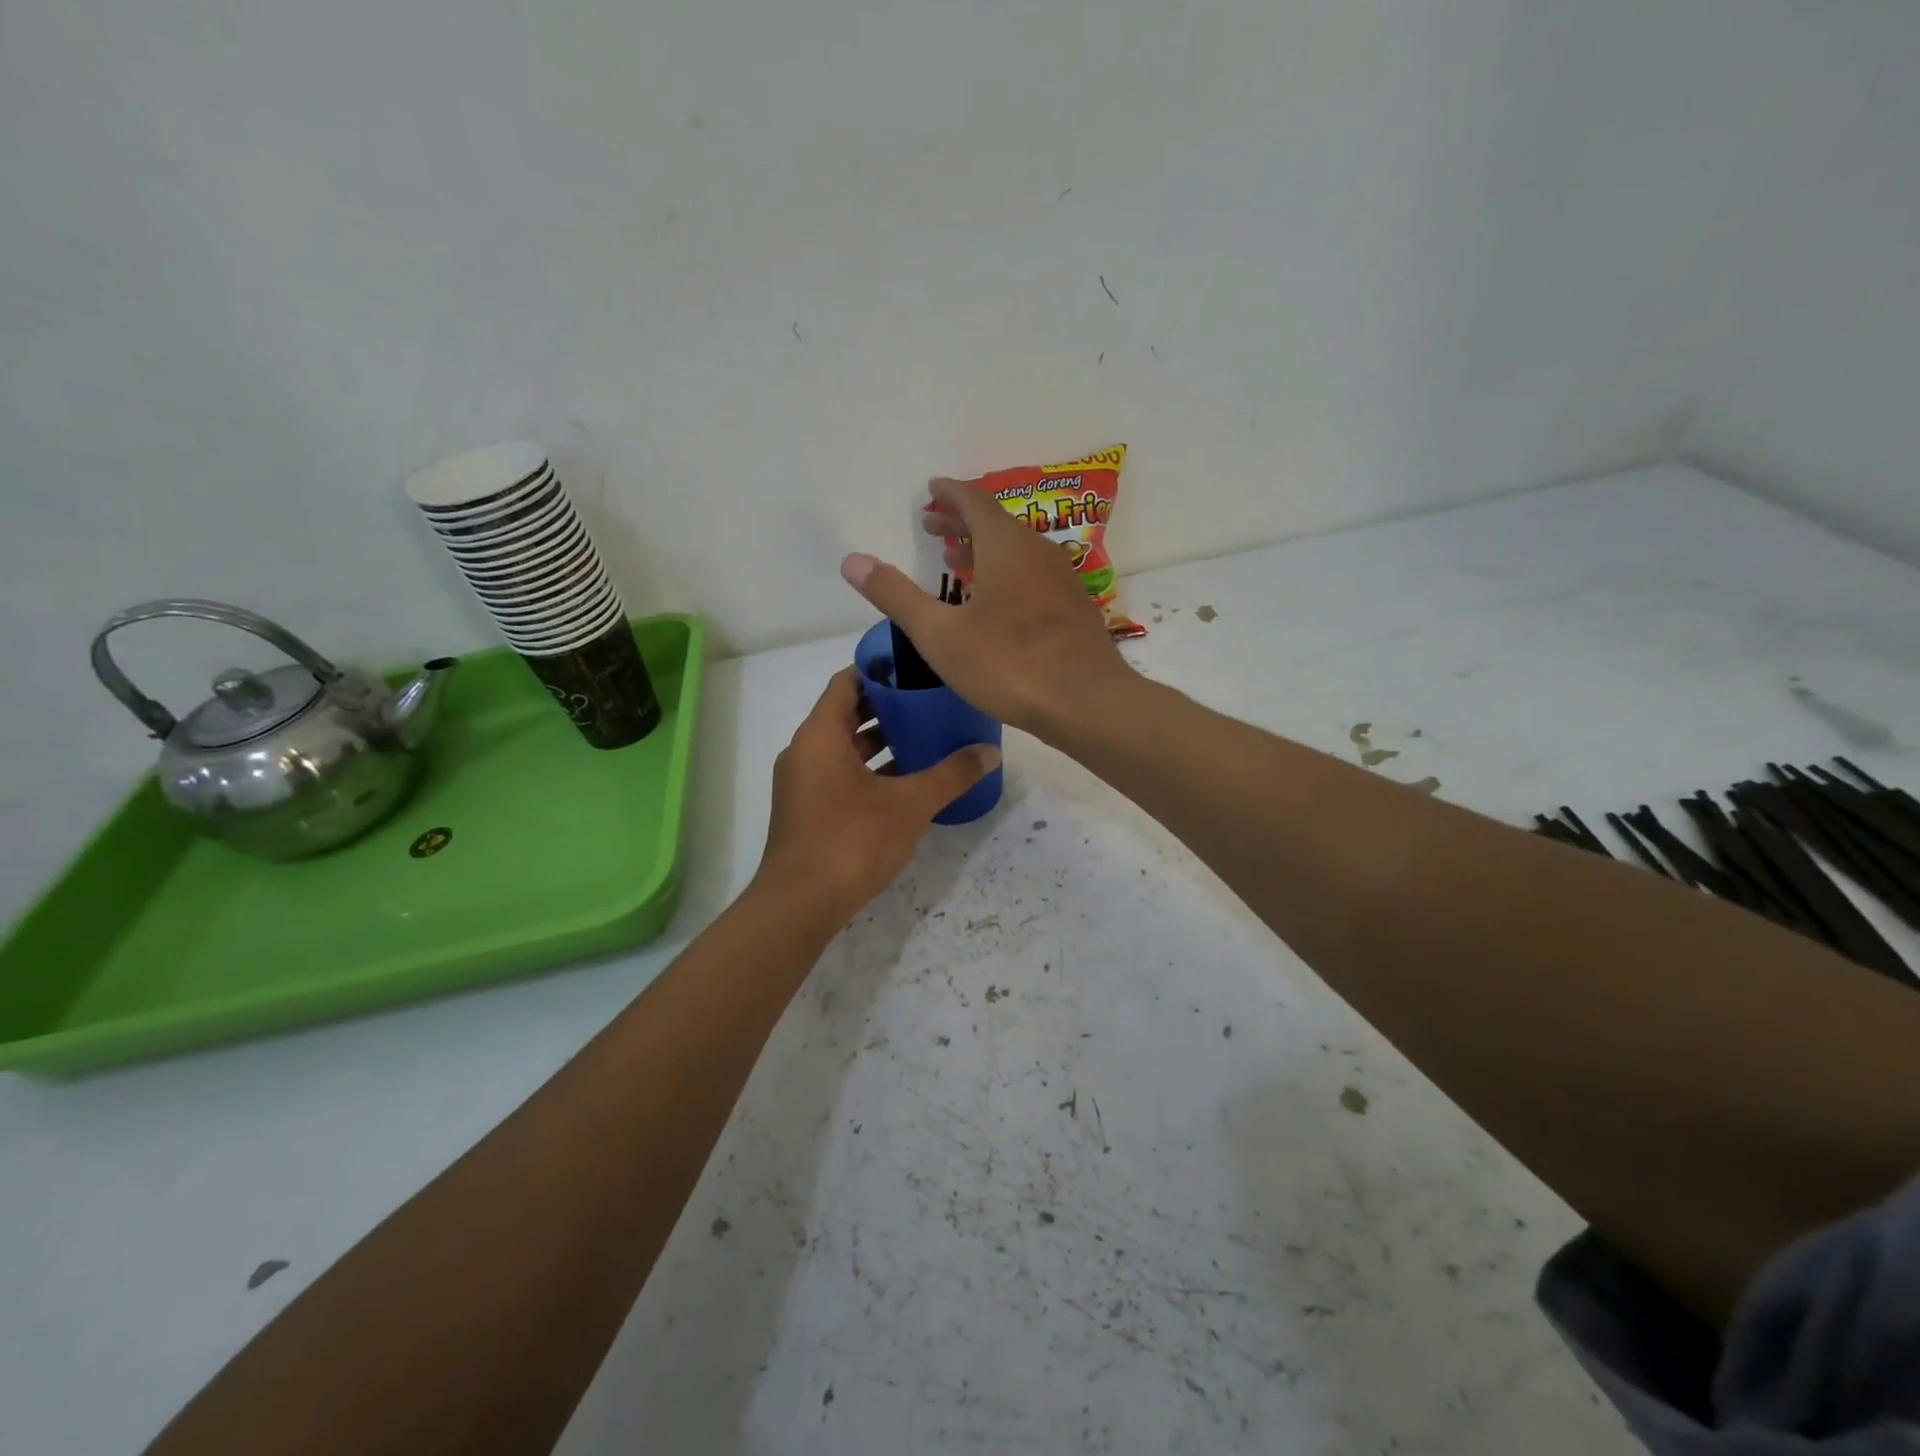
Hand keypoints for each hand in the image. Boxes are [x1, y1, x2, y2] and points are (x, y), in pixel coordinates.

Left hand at [756, 667, 999, 919]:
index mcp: (820, 735)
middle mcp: (804, 751)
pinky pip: (840, 775)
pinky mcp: (806, 810)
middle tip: (930, 702)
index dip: (880, 670)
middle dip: (887, 707)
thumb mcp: (910, 804)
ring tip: (925, 738)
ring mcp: (802, 783)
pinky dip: (869, 771)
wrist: (800, 904)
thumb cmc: (852, 841)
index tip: (915, 667)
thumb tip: (990, 753)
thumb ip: (951, 775)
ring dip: (880, 742)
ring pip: (844, 748)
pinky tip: (905, 783)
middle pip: (846, 713)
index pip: (847, 682)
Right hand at [839, 477, 1133, 736]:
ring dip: (984, 548)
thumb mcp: (940, 635)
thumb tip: (851, 560)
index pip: (973, 501)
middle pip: (996, 522)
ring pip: (1017, 549)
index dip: (949, 493)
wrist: (1086, 702)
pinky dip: (1008, 571)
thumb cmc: (1008, 665)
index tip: (931, 489)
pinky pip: (1034, 573)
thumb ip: (896, 596)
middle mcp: (1038, 550)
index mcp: (1005, 546)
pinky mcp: (1074, 607)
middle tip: (932, 523)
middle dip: (961, 520)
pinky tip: (998, 601)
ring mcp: (1062, 578)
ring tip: (956, 560)